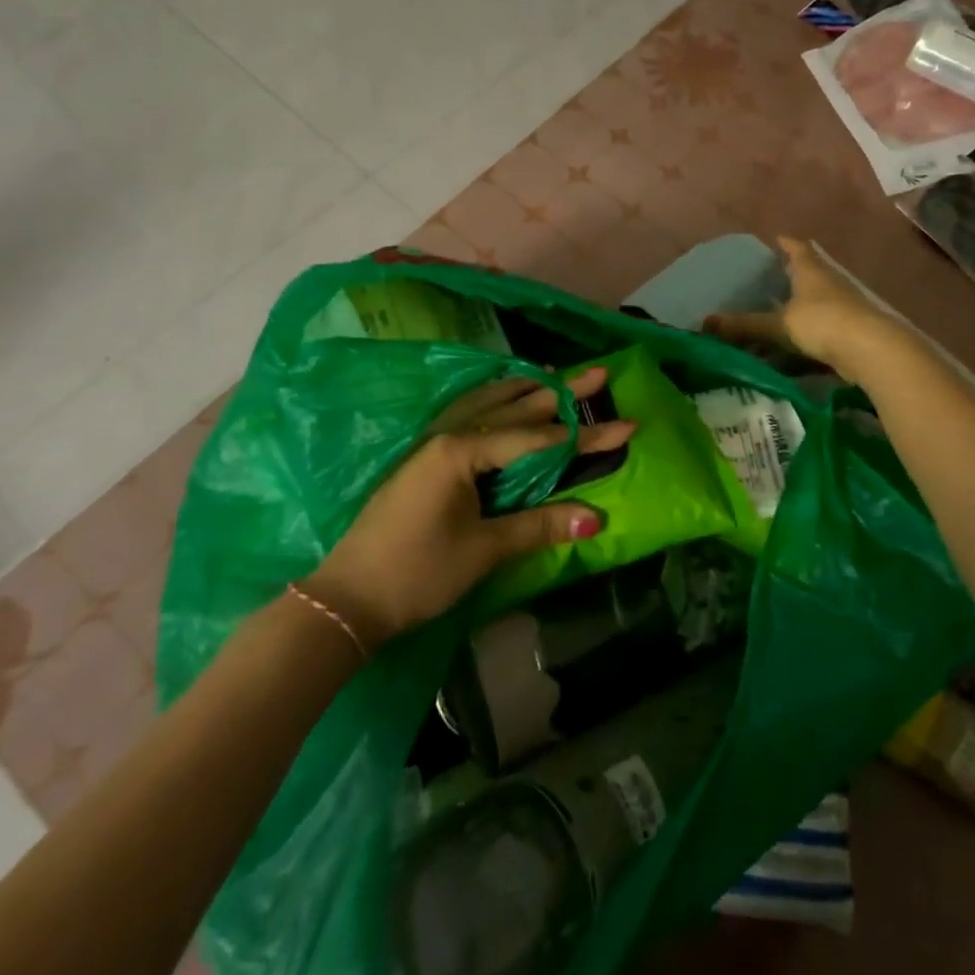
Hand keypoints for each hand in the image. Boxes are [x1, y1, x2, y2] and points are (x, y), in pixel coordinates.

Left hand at [303, 367, 633, 649]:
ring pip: (486, 405)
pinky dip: (493, 404)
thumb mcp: (484, 550)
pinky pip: (467, 416)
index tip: (626, 425)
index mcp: (461, 451)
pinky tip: (500, 402)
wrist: (347, 599)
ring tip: (553, 375)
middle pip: (513, 408)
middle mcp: (447, 436)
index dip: (584, 435)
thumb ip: (540, 525)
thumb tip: (597, 517)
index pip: (536, 439)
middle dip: (559, 393)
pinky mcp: (422, 460)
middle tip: (598, 374)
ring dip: (522, 391)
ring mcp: (430, 444)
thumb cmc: (417, 573)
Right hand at [703, 236, 912, 382]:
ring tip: (766, 322)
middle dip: (785, 280)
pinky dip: (801, 343)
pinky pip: (818, 334)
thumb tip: (705, 323)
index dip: (784, 243)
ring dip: (792, 315)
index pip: (796, 248)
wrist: (872, 352)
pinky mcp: (848, 334)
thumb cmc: (823, 322)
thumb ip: (745, 325)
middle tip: (761, 284)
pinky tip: (784, 357)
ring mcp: (841, 309)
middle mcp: (828, 285)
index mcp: (811, 271)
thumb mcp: (779, 324)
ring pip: (811, 308)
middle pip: (805, 276)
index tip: (772, 241)